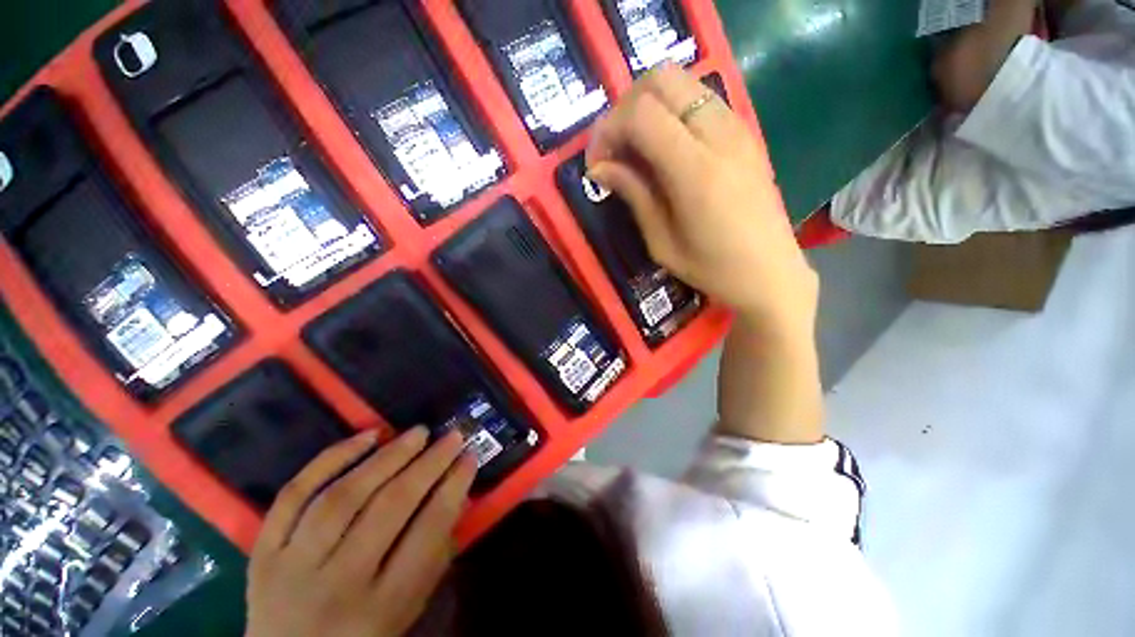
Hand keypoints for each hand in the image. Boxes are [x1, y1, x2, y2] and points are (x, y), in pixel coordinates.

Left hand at [245, 428, 476, 636]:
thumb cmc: (361, 634)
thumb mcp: (408, 607)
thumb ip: (434, 553)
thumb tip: (456, 491)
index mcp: (380, 607)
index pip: (426, 533)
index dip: (453, 487)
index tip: (470, 456)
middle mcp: (336, 584)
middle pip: (388, 508)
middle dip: (428, 464)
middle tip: (452, 436)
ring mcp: (292, 565)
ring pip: (343, 496)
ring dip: (386, 457)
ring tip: (416, 433)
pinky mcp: (263, 549)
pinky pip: (294, 494)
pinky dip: (331, 459)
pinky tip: (367, 437)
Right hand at [587, 64, 817, 336]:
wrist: (771, 272)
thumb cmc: (712, 268)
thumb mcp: (661, 242)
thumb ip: (634, 195)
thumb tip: (600, 168)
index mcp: (695, 171)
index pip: (641, 114)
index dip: (608, 129)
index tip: (597, 163)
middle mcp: (719, 135)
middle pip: (661, 79)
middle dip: (625, 107)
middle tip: (615, 149)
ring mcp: (737, 128)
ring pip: (682, 80)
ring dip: (648, 105)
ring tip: (637, 148)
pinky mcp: (745, 132)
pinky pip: (700, 98)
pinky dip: (672, 110)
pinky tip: (665, 146)